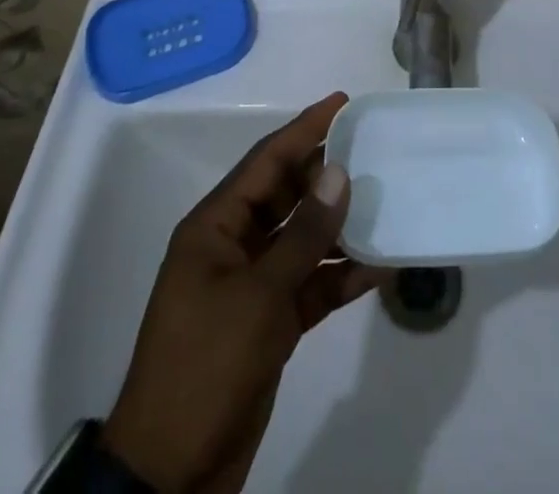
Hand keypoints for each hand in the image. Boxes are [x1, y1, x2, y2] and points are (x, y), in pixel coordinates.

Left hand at [103, 93, 387, 491]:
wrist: (172, 474)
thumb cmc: (206, 366)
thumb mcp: (258, 296)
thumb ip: (303, 235)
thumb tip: (338, 173)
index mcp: (216, 226)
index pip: (267, 161)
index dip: (305, 128)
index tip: (343, 102)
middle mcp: (234, 245)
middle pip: (287, 194)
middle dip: (327, 173)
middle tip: (374, 148)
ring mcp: (252, 285)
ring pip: (303, 239)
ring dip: (340, 226)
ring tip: (386, 203)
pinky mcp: (269, 322)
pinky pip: (310, 285)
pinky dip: (340, 276)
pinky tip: (379, 268)